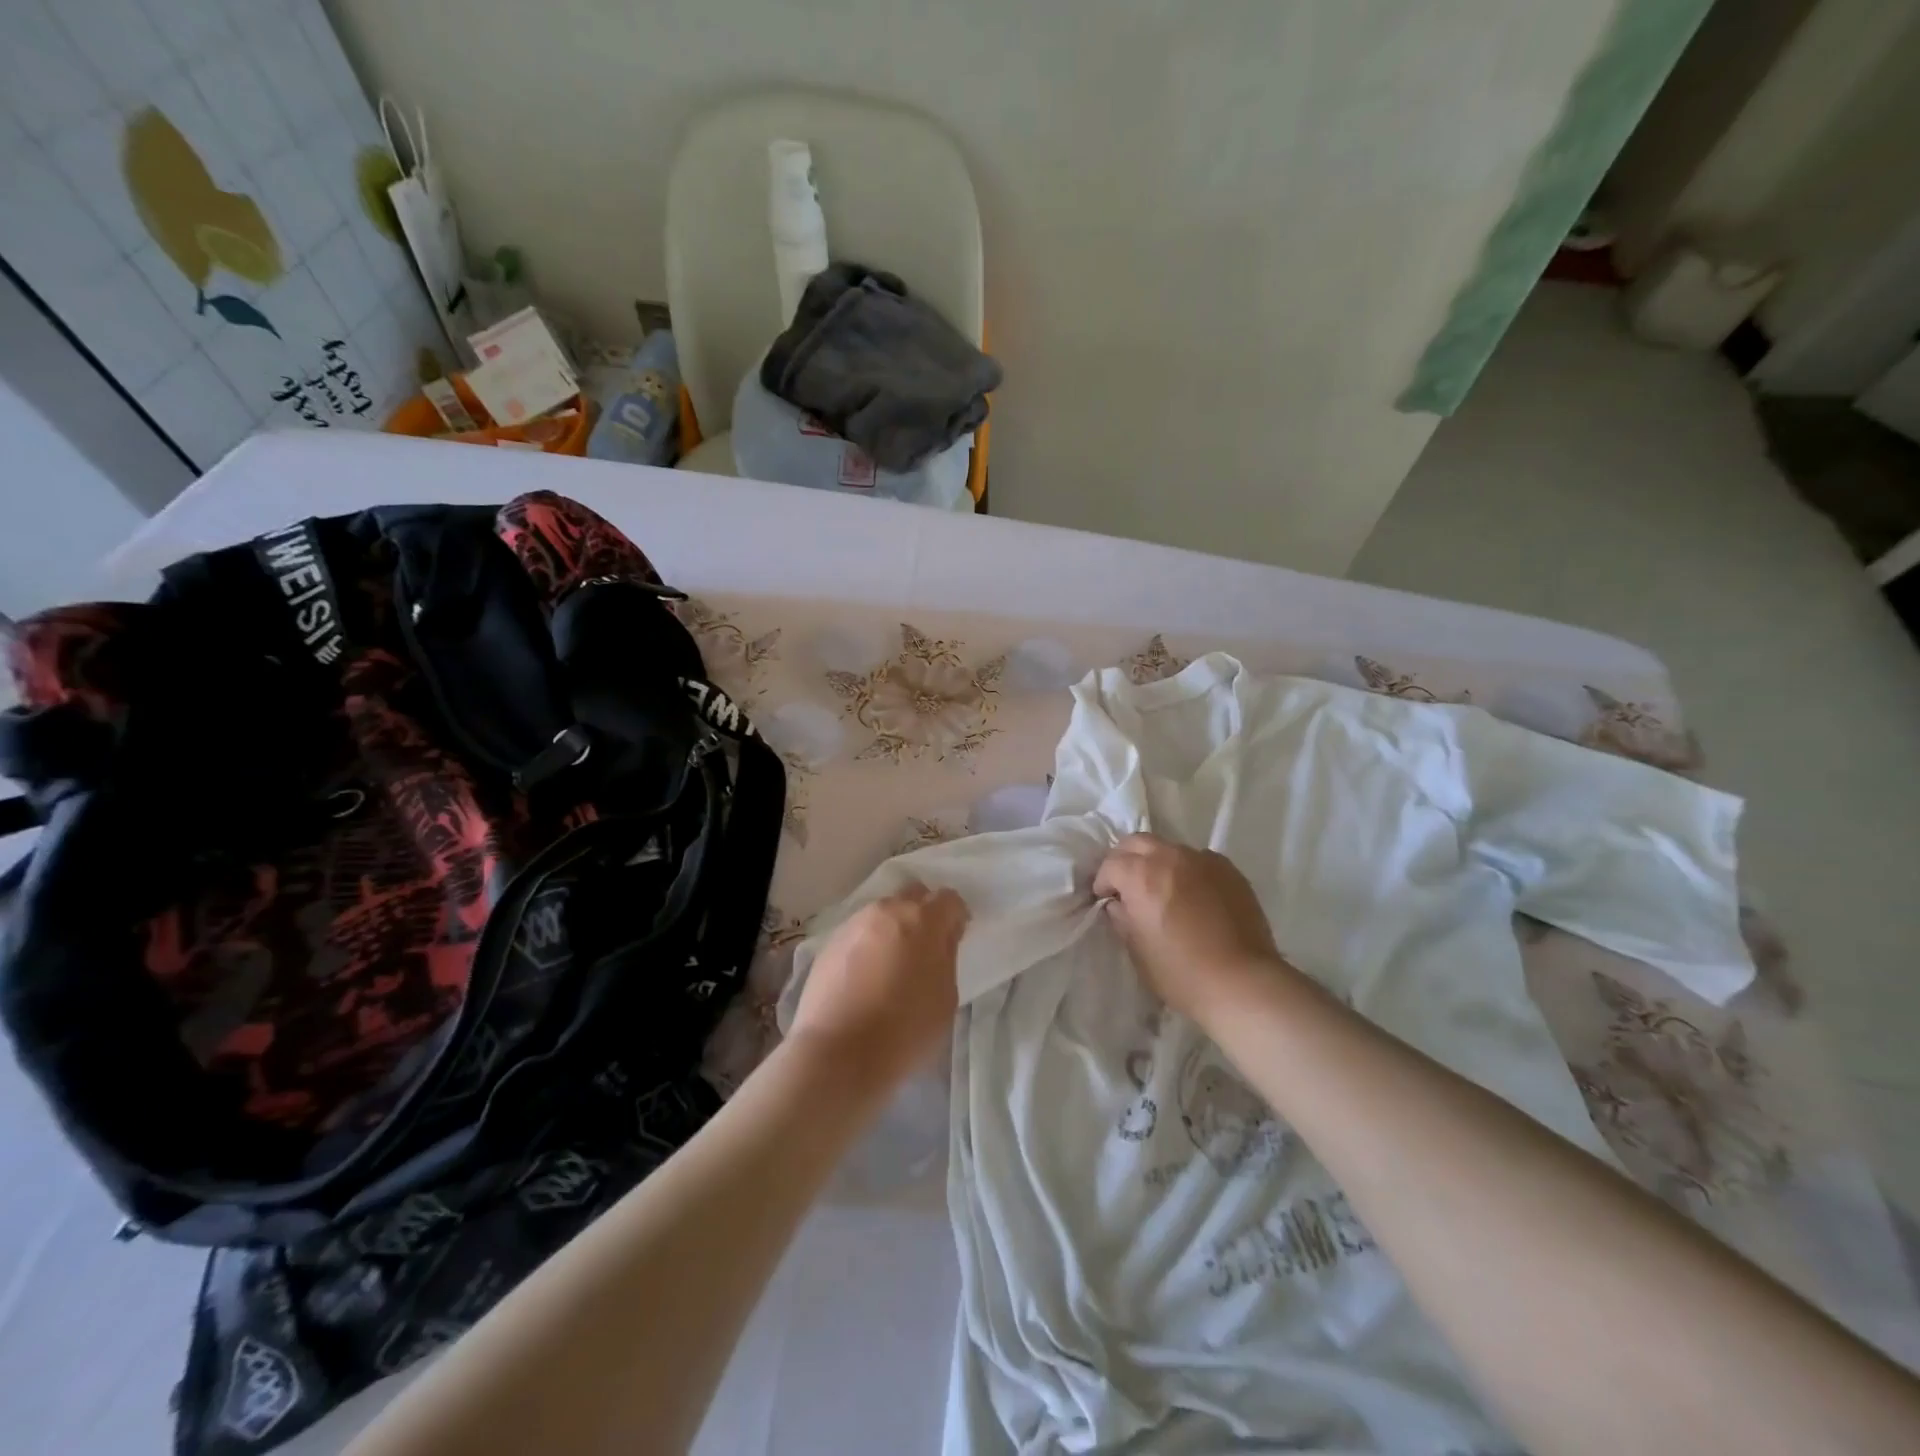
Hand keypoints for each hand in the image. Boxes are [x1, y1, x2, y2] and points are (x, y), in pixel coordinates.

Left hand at [786, 881, 966, 1097]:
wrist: (837, 1053)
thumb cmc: (905, 1030)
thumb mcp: (946, 998)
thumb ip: (947, 958)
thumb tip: (940, 941)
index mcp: (922, 919)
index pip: (948, 898)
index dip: (956, 916)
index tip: (956, 938)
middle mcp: (887, 910)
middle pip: (913, 895)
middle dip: (924, 912)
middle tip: (926, 946)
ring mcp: (854, 924)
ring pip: (882, 913)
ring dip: (893, 928)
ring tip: (893, 962)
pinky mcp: (829, 943)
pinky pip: (859, 932)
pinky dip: (869, 944)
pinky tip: (866, 975)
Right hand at [1093, 833, 1290, 1025]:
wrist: (1242, 983)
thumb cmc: (1180, 972)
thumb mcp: (1137, 949)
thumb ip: (1122, 917)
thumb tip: (1119, 903)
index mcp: (1142, 875)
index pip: (1111, 864)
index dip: (1103, 882)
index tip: (1106, 899)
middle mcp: (1171, 857)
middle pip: (1138, 842)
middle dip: (1126, 860)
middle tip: (1127, 885)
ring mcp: (1203, 860)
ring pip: (1170, 848)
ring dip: (1157, 863)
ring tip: (1162, 890)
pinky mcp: (1229, 870)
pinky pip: (1199, 860)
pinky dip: (1187, 871)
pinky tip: (1193, 895)